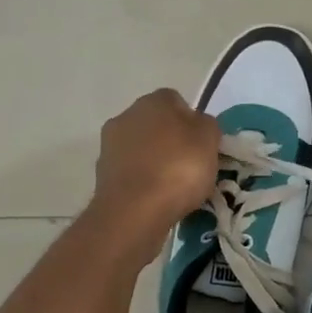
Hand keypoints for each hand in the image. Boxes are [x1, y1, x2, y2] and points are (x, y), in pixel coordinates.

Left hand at [87, 90, 219, 258]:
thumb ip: (207, 125)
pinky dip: (142, 180)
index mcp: (154, 101)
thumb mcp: (210, 140)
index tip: (202, 145)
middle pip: (156, 124)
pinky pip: (131, 171)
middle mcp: (127, 115)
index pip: (177, 101)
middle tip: (190, 165)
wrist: (134, 212)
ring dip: (154, 161)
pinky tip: (155, 198)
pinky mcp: (102, 174)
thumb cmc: (178, 169)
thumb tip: (198, 125)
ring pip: (141, 148)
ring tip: (173, 187)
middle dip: (171, 140)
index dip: (192, 122)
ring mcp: (109, 145)